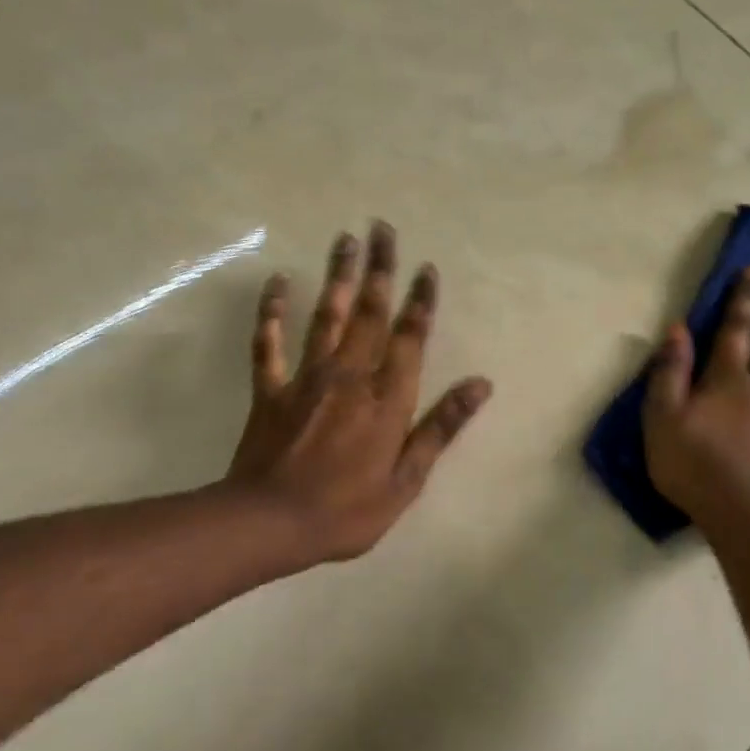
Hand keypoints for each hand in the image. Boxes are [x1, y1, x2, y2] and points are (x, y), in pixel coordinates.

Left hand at [226, 221, 490, 567]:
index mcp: (387, 397)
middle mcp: (350, 375)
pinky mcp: (270, 389)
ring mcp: (306, 377)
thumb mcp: (407, 479)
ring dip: (337, 276)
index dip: (420, 301)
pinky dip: (271, 311)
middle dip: (379, 268)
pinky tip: (277, 282)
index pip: (409, 337)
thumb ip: (442, 427)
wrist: (269, 523)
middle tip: (380, 227)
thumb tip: (480, 385)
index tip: (426, 267)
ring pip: (325, 315)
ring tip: (344, 238)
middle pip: (368, 311)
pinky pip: (268, 342)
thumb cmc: (346, 509)